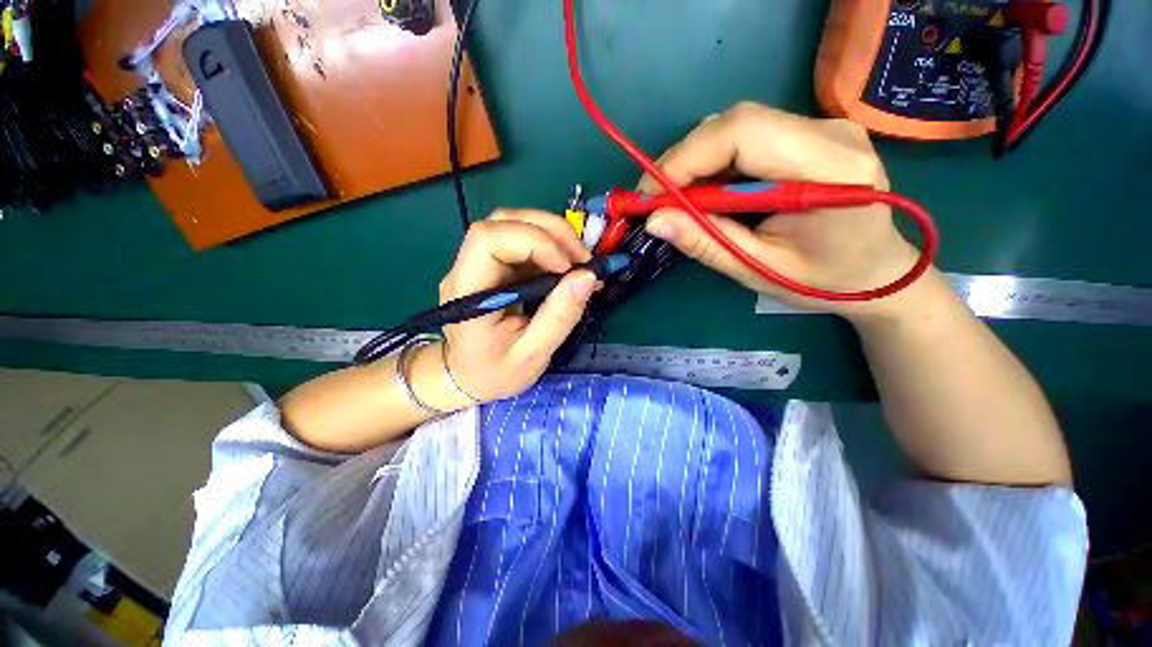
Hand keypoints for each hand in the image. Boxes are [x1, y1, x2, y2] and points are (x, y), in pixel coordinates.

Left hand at [434, 210, 598, 403]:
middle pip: (503, 221)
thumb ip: (559, 317)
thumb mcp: (533, 355)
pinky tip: (567, 267)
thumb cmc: (494, 373)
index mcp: (467, 293)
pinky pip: (522, 242)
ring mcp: (478, 264)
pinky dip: (551, 247)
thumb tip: (587, 276)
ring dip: (553, 235)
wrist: (464, 377)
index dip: (534, 241)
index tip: (568, 267)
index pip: (490, 239)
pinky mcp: (493, 266)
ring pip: (514, 225)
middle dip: (551, 231)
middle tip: (583, 259)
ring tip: (579, 261)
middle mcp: (466, 268)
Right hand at [639, 102, 925, 317]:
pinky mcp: (811, 133)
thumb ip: (706, 243)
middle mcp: (830, 133)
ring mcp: (823, 127)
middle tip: (656, 201)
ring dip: (696, 163)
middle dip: (683, 161)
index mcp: (828, 170)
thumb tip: (653, 221)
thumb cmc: (823, 281)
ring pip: (737, 126)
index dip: (684, 159)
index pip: (741, 134)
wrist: (876, 272)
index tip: (648, 195)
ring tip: (679, 202)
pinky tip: (708, 194)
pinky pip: (748, 136)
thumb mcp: (757, 270)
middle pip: (736, 123)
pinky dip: (715, 164)